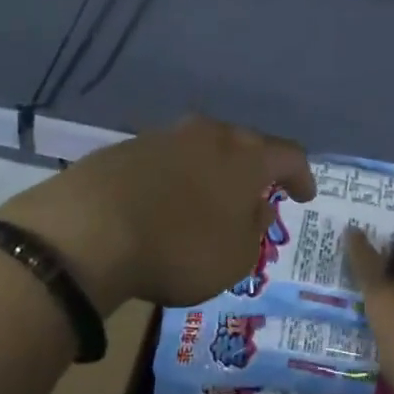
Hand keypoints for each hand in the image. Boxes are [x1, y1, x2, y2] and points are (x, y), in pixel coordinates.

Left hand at [0, 116, 315, 310]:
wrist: (90, 229)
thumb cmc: (179, 248)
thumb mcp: (235, 258)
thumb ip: (254, 230)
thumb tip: (256, 208)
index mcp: (247, 157)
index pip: (289, 156)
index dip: (301, 176)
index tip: (304, 195)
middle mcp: (211, 134)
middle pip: (245, 145)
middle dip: (255, 170)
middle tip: (257, 196)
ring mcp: (167, 135)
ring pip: (204, 149)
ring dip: (214, 172)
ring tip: (211, 200)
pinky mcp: (128, 147)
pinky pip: (168, 159)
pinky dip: (178, 178)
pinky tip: (167, 202)